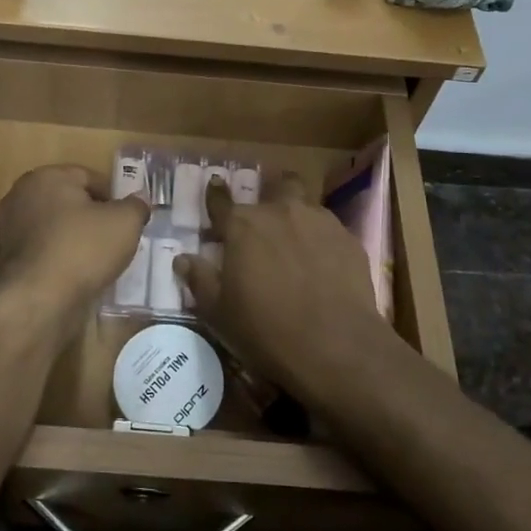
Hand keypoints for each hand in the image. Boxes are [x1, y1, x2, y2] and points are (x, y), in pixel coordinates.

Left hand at [0, 165, 149, 324]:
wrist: (37, 301)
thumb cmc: (82, 248)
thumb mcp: (125, 222)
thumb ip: (136, 206)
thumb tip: (139, 201)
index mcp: (45, 177)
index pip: (88, 177)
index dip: (113, 196)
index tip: (128, 218)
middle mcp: (21, 196)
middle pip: (70, 202)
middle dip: (93, 218)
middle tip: (117, 239)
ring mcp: (9, 230)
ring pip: (56, 229)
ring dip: (77, 241)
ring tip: (100, 262)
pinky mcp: (8, 261)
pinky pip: (45, 252)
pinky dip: (62, 260)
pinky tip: (79, 277)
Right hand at [176, 173, 384, 392]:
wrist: (336, 347)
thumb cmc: (266, 330)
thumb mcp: (219, 313)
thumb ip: (200, 280)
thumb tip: (182, 259)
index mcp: (243, 226)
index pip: (221, 201)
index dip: (215, 193)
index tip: (215, 183)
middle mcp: (280, 212)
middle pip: (278, 185)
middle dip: (273, 192)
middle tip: (269, 216)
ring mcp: (318, 222)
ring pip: (307, 203)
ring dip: (300, 215)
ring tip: (299, 240)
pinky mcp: (348, 239)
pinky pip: (331, 229)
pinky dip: (323, 240)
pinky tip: (325, 263)